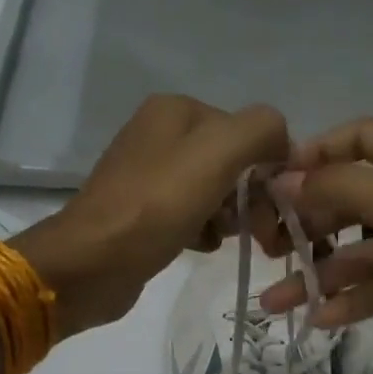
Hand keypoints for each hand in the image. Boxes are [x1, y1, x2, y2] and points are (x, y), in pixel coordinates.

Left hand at [14, 95, 289, 333]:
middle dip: (250, 197)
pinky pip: (191, 215)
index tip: (273, 206)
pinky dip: (203, 231)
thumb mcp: (219, 153)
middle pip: (231, 162)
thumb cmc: (157, 205)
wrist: (91, 263)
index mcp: (176, 110)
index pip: (247, 131)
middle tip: (258, 233)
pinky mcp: (142, 212)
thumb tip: (281, 144)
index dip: (267, 168)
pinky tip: (200, 246)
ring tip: (221, 239)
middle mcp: (160, 134)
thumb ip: (261, 131)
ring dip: (229, 217)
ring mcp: (148, 174)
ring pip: (214, 191)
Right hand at [258, 119, 372, 373]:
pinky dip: (349, 303)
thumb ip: (340, 186)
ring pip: (358, 253)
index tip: (275, 182)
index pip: (359, 137)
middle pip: (351, 198)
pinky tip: (319, 320)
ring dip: (317, 274)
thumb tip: (285, 181)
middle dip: (307, 222)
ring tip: (275, 302)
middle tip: (267, 249)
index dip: (317, 153)